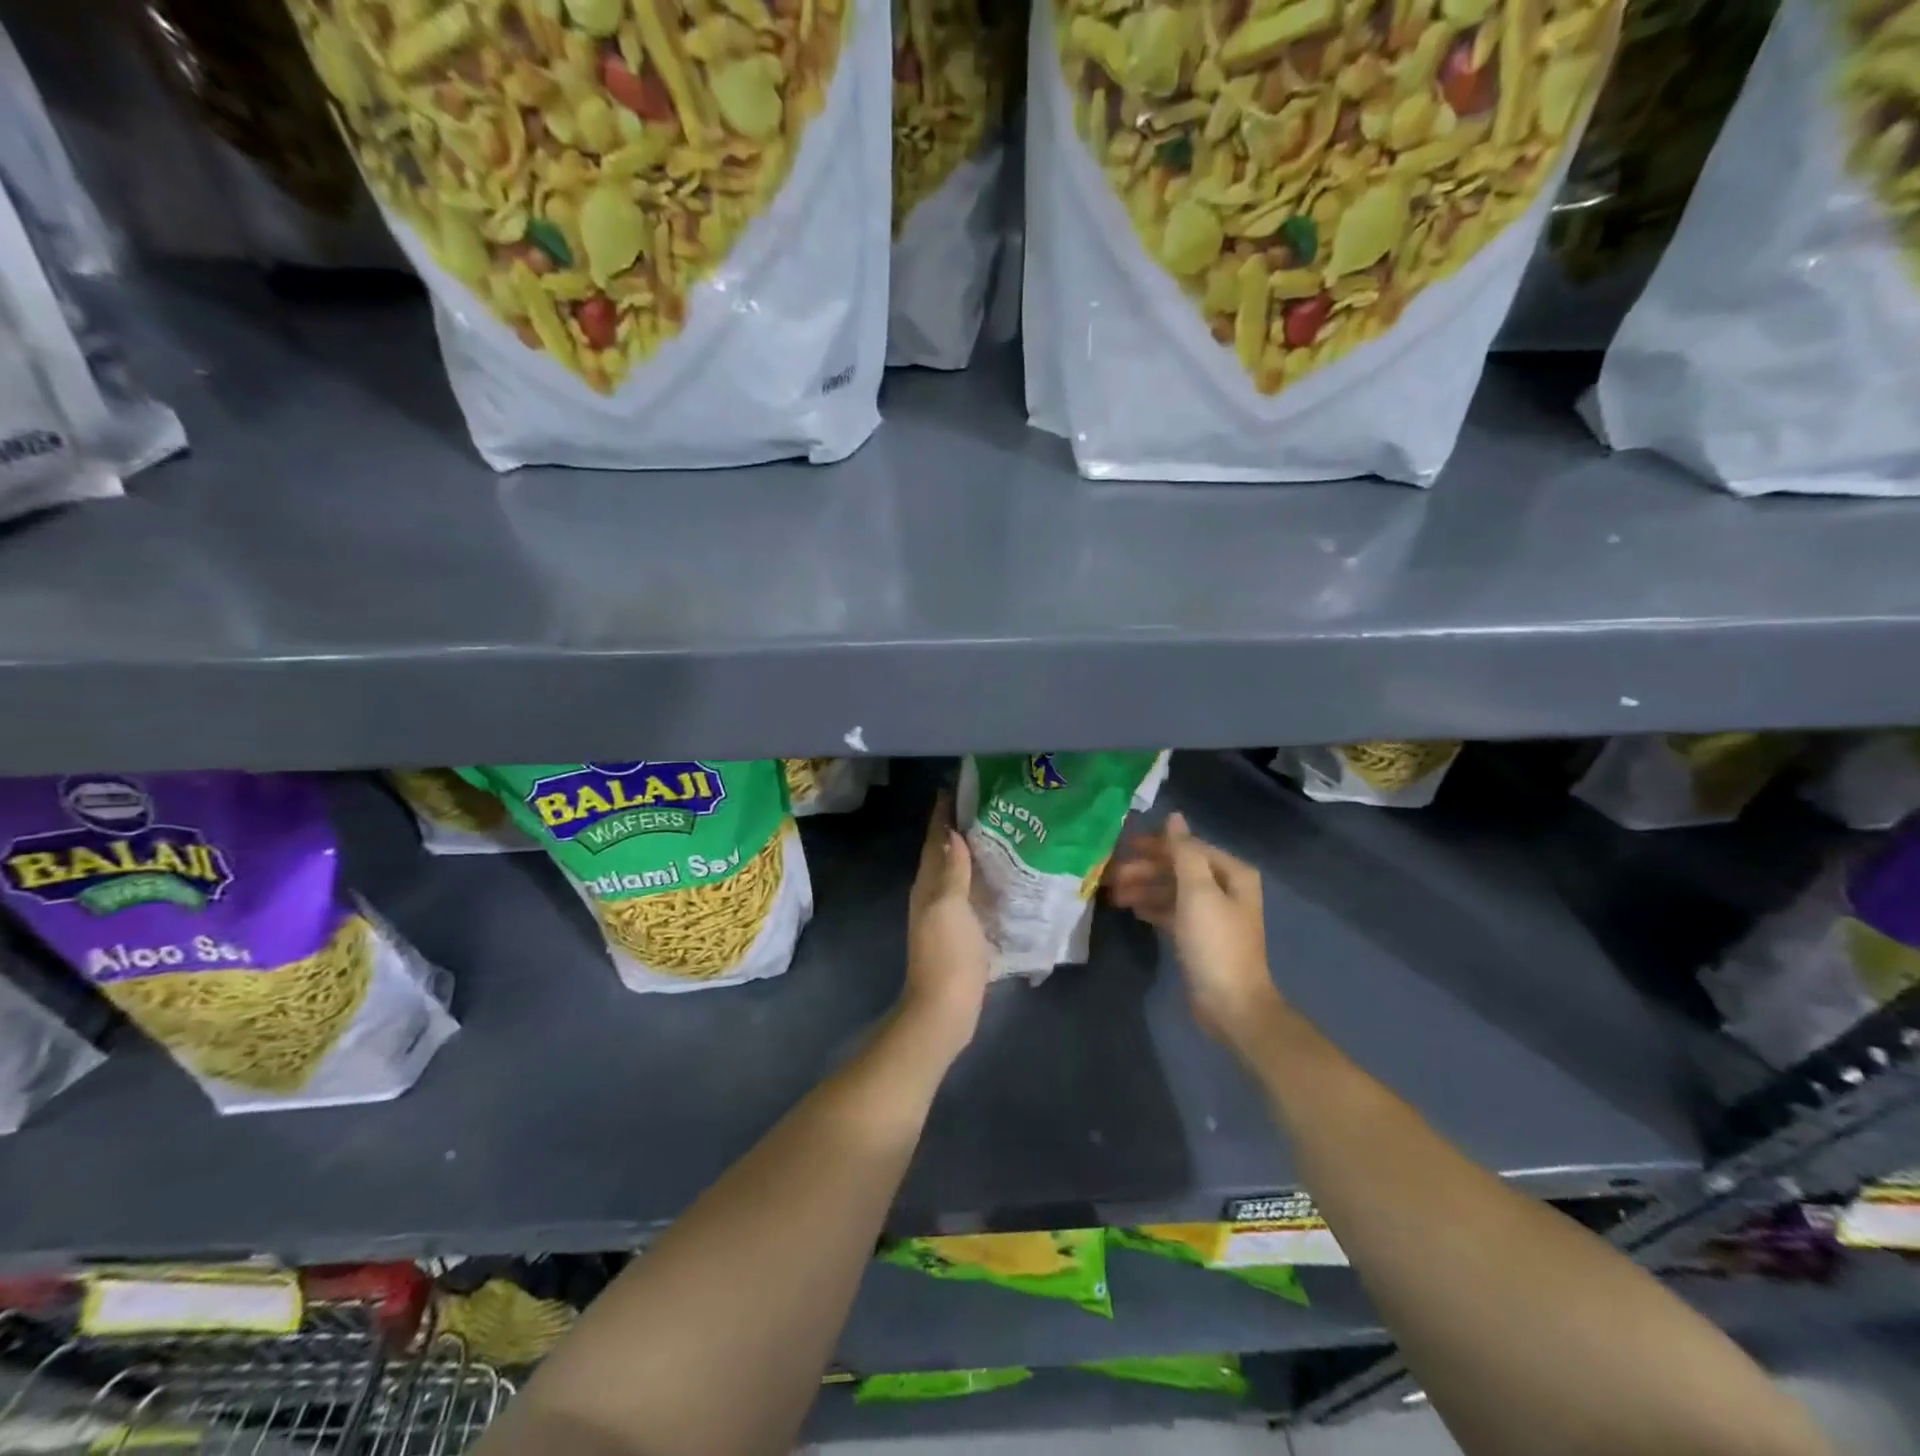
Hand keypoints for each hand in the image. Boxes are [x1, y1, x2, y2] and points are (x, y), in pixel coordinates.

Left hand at [901, 791, 992, 1062]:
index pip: (934, 841)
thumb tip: (953, 832)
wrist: (946, 1009)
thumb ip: (952, 871)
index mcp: (927, 886)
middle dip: (959, 830)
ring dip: (971, 854)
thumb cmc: (947, 954)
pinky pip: (970, 896)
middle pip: (944, 855)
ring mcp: (946, 917)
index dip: (942, 816)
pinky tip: (1001, 880)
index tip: (955, 789)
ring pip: (957, 875)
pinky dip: (981, 881)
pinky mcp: (961, 934)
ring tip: (999, 835)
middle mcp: (932, 896)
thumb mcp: (949, 906)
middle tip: (986, 806)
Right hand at [1107, 812, 1287, 1055]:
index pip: (1188, 847)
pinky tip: (1132, 909)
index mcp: (1232, 873)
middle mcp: (1225, 888)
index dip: (1155, 845)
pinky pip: (1172, 911)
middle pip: (1178, 868)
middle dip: (1145, 870)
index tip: (1122, 847)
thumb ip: (1184, 852)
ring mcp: (1213, 914)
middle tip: (1111, 876)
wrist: (1231, 1005)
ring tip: (1113, 895)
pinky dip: (1153, 907)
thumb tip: (1174, 816)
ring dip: (1144, 888)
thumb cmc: (1214, 942)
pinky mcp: (1200, 936)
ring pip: (1172, 890)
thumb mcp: (1197, 892)